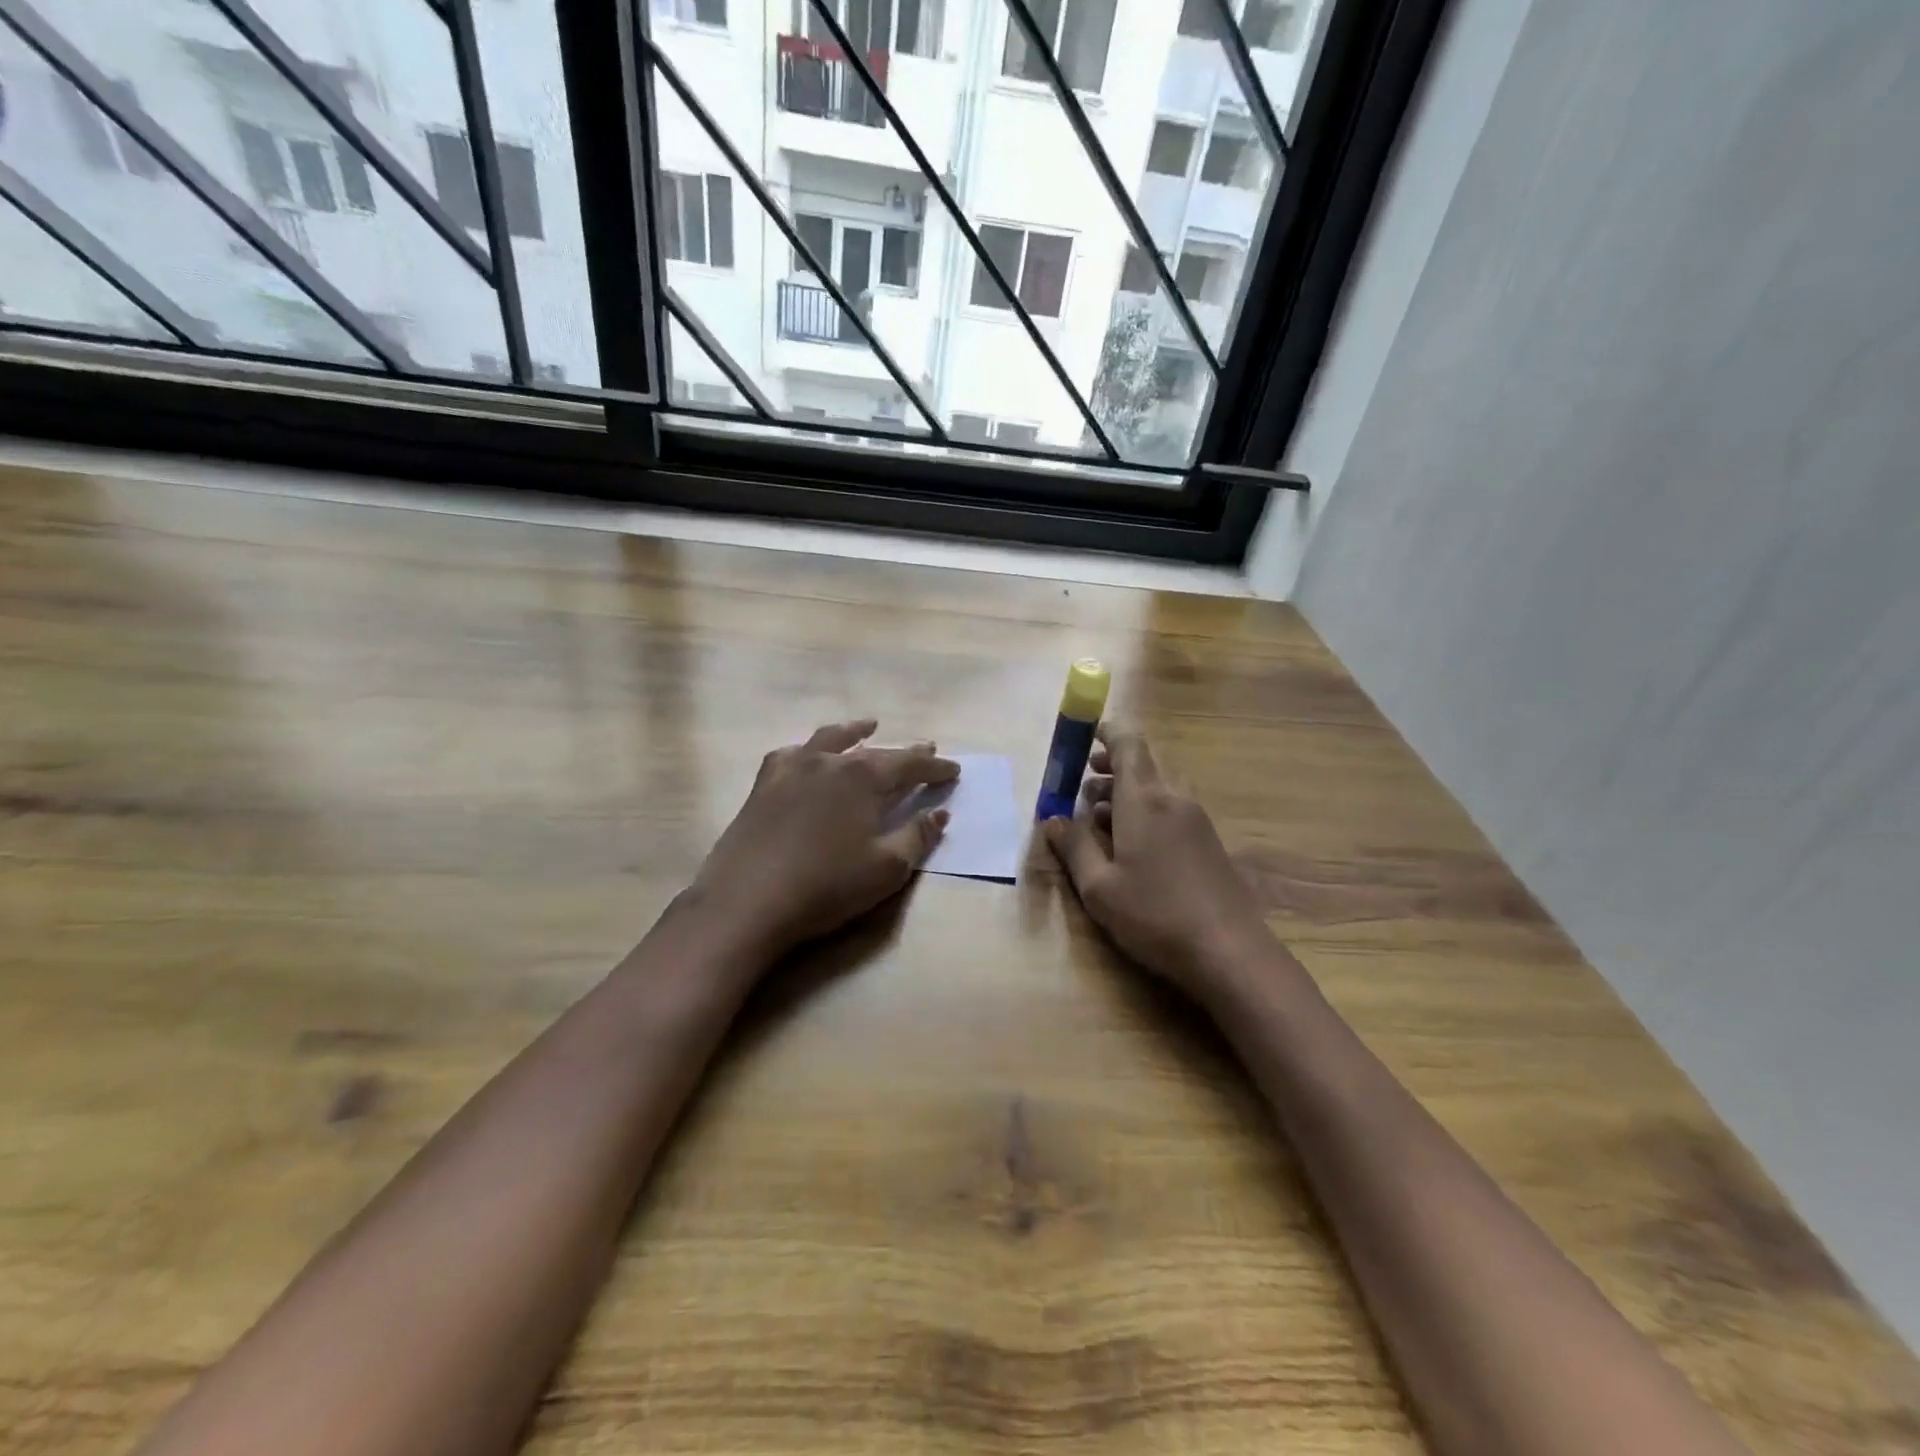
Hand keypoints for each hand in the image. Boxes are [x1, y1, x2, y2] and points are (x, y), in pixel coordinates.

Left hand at [691, 719, 958, 956]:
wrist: (747, 901)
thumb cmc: (826, 886)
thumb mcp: (886, 868)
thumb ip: (917, 836)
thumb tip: (940, 813)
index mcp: (863, 777)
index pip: (909, 764)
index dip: (935, 767)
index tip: (954, 770)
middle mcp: (829, 761)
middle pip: (875, 751)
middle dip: (904, 752)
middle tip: (926, 748)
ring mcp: (792, 768)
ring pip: (830, 740)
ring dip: (854, 732)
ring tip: (868, 726)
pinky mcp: (764, 785)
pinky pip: (792, 754)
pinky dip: (809, 749)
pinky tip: (809, 755)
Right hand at [1044, 725, 1271, 1000]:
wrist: (1230, 952)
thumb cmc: (1155, 915)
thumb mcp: (1099, 887)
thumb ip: (1074, 847)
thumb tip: (1052, 820)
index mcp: (1144, 800)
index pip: (1127, 744)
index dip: (1105, 734)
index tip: (1083, 738)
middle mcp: (1173, 799)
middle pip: (1140, 766)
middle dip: (1108, 770)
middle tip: (1080, 788)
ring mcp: (1196, 820)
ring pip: (1155, 790)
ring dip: (1124, 795)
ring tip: (1097, 820)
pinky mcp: (1208, 842)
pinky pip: (1170, 810)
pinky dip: (1144, 814)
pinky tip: (1129, 847)